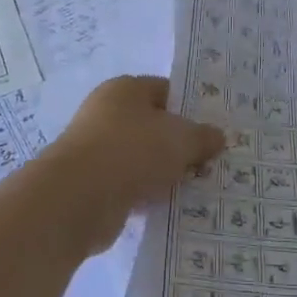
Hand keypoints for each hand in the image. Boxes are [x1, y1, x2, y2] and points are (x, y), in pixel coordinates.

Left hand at [42, 76, 225, 252]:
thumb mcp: (181, 138)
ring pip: (142, 157)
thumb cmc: (132, 150)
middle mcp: (107, 113)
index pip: (165, 91)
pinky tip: (170, 207)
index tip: (213, 130)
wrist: (78, 198)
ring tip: (196, 187)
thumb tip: (218, 137)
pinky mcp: (93, 185)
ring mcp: (97, 150)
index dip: (191, 108)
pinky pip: (130, 185)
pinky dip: (147, 194)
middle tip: (209, 161)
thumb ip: (202, 136)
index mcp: (125, 89)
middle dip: (179, 144)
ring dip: (164, 172)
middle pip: (153, 125)